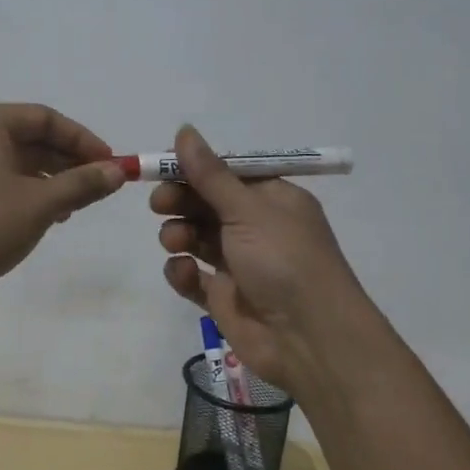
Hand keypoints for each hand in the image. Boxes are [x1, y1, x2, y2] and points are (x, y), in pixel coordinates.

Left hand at [0, 103, 125, 308]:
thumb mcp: (38, 205)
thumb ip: (81, 185)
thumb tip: (116, 171)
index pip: (47, 118)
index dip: (84, 141)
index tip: (111, 165)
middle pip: (32, 138)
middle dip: (68, 162)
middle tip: (99, 187)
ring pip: (17, 161)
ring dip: (50, 180)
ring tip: (75, 207)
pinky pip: (0, 179)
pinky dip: (27, 192)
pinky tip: (45, 217)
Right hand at [153, 125, 380, 399]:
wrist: (309, 339)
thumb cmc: (284, 260)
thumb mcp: (248, 209)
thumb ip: (210, 174)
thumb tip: (184, 130)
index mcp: (273, 200)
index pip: (227, 174)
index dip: (195, 169)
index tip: (163, 167)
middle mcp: (256, 228)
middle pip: (207, 204)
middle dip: (181, 201)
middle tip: (160, 204)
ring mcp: (240, 264)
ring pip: (196, 237)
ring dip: (179, 234)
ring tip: (176, 241)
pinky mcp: (224, 297)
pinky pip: (193, 276)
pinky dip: (183, 272)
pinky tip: (185, 273)